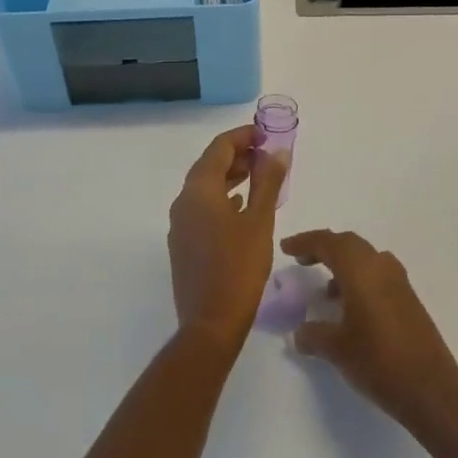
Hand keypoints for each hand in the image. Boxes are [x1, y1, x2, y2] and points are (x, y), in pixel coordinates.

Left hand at [168, 127, 286, 346]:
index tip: (265, 134)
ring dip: (230, 176)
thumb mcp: (260, 221)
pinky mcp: (184, 243)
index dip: (242, 136)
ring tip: (259, 175)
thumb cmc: (239, 267)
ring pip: (205, 187)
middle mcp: (183, 201)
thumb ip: (268, 182)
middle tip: (266, 154)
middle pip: (209, 165)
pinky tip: (242, 205)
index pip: (219, 148)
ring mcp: (180, 223)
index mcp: (199, 190)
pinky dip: (222, 198)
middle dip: (237, 155)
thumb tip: (277, 152)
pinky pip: (202, 207)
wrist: (210, 323)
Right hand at [281, 230, 457, 430]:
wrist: (430, 389)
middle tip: (303, 260)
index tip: (286, 248)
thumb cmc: (377, 361)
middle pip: (348, 244)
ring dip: (344, 265)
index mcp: (360, 269)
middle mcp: (380, 266)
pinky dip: (360, 280)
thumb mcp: (337, 349)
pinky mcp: (409, 298)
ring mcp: (398, 281)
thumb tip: (300, 333)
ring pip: (365, 258)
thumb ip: (314, 335)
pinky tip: (351, 308)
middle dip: (324, 248)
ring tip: (326, 291)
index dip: (305, 242)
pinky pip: (378, 275)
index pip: (327, 242)